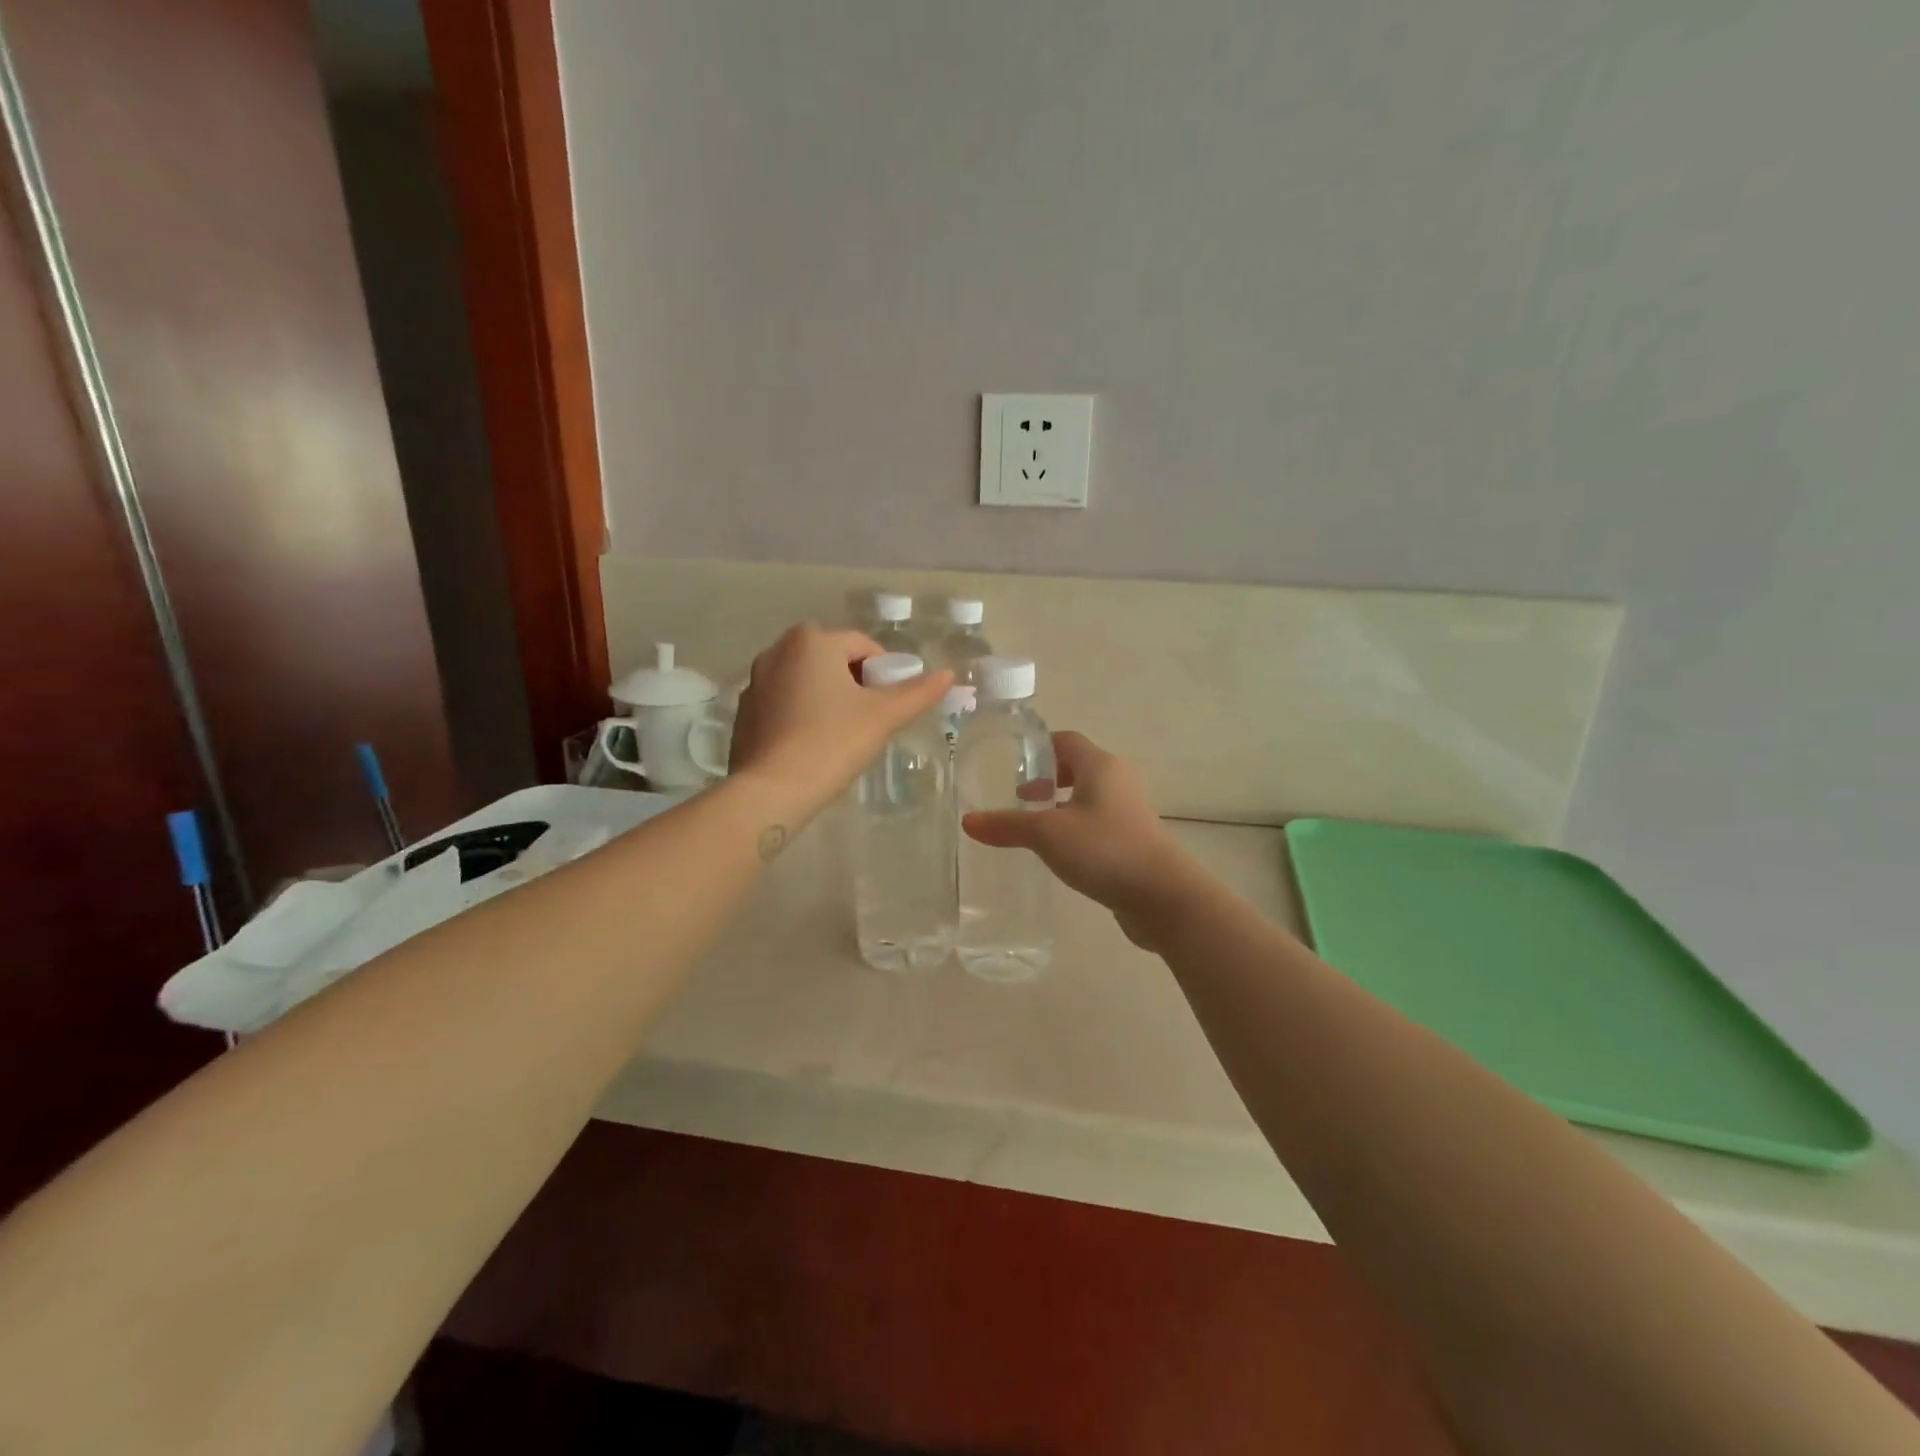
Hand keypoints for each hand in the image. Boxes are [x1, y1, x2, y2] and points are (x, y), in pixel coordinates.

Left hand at [729, 623, 951, 817]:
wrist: (772, 789)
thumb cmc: (832, 742)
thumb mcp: (883, 716)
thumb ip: (917, 693)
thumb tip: (949, 674)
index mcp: (811, 640)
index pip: (863, 646)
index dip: (885, 673)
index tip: (892, 705)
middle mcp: (778, 650)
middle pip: (833, 660)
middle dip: (856, 684)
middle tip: (870, 720)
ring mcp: (756, 681)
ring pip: (807, 681)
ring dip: (829, 697)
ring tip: (842, 734)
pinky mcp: (745, 711)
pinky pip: (785, 702)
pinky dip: (803, 714)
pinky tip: (813, 744)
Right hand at [963, 731, 1199, 948]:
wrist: (1161, 895)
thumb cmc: (1104, 849)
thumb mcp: (1047, 834)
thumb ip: (1007, 825)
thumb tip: (967, 821)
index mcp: (1099, 765)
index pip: (1065, 740)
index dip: (1037, 747)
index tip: (1010, 761)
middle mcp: (1117, 780)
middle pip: (1076, 767)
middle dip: (1045, 777)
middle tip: (1017, 794)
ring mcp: (1127, 810)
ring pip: (1086, 796)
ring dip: (1059, 804)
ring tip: (1032, 823)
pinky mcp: (1132, 838)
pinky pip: (1096, 821)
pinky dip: (1074, 826)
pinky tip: (1057, 850)